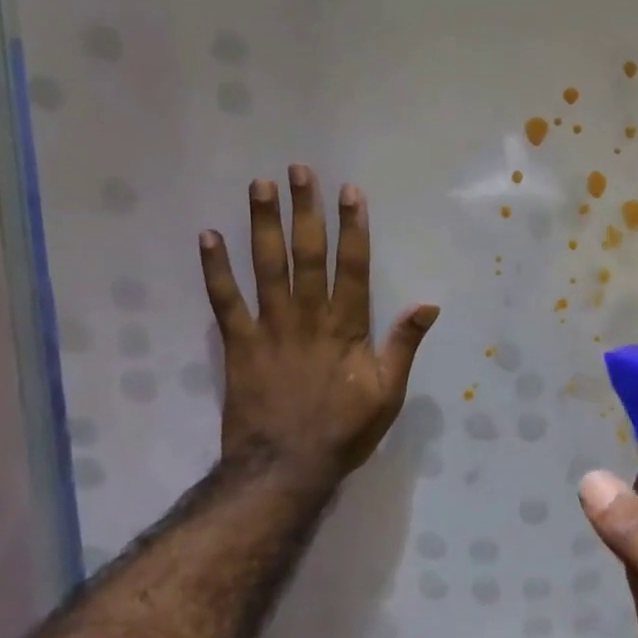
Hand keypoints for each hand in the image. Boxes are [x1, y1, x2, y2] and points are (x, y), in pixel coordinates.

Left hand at [199, 166, 437, 492]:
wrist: (285, 467)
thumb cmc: (344, 431)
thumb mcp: (389, 393)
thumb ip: (403, 345)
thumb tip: (428, 305)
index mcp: (347, 328)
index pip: (353, 267)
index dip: (353, 228)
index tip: (350, 192)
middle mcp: (308, 318)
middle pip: (307, 255)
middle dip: (305, 210)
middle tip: (298, 171)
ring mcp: (269, 328)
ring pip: (266, 267)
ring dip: (262, 224)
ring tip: (259, 186)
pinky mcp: (238, 345)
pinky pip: (224, 301)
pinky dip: (215, 269)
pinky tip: (209, 237)